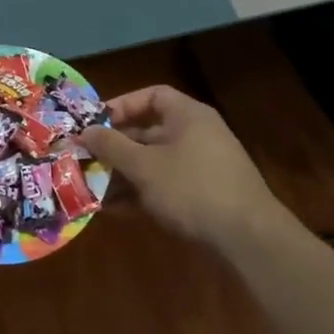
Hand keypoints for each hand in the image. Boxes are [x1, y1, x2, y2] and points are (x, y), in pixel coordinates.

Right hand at [79, 86, 294, 253]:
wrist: (248, 237)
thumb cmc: (191, 188)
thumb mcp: (144, 166)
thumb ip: (112, 146)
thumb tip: (85, 131)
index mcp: (188, 116)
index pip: (153, 96)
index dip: (122, 105)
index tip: (96, 123)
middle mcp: (197, 134)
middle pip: (149, 131)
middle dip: (116, 147)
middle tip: (86, 159)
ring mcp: (203, 166)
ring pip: (154, 162)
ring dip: (123, 174)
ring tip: (93, 189)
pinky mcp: (204, 195)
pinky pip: (165, 185)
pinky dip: (141, 193)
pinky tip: (115, 211)